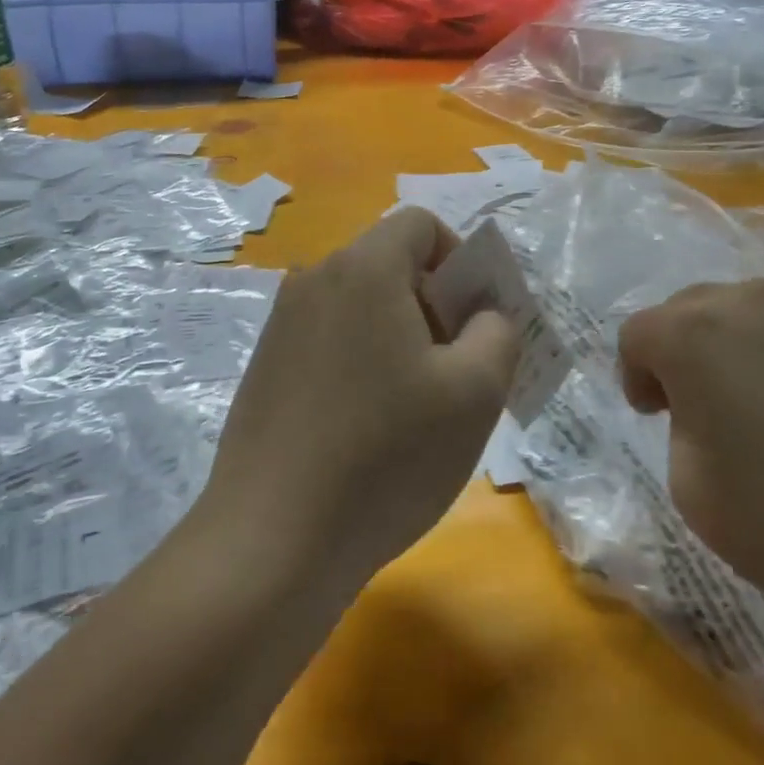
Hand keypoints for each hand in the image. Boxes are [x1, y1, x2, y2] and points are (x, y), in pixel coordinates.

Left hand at [197, 208, 520, 599]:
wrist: (271, 539)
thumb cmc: (386, 456)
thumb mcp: (475, 393)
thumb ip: (497, 331)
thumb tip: (484, 313)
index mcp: (362, 267)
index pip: (421, 224)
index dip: (462, 260)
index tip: (476, 321)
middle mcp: (313, 279)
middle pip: (390, 264)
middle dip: (434, 304)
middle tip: (457, 373)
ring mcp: (281, 324)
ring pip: (360, 306)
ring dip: (400, 337)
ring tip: (416, 409)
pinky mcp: (265, 366)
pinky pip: (329, 340)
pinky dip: (361, 361)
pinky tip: (368, 428)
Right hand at [618, 280, 763, 647]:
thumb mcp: (694, 489)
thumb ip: (684, 427)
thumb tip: (712, 410)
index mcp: (696, 336)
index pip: (640, 333)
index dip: (636, 373)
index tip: (652, 415)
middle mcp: (754, 307)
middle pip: (693, 308)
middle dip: (682, 349)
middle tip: (697, 405)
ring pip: (754, 315)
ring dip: (739, 350)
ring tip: (762, 410)